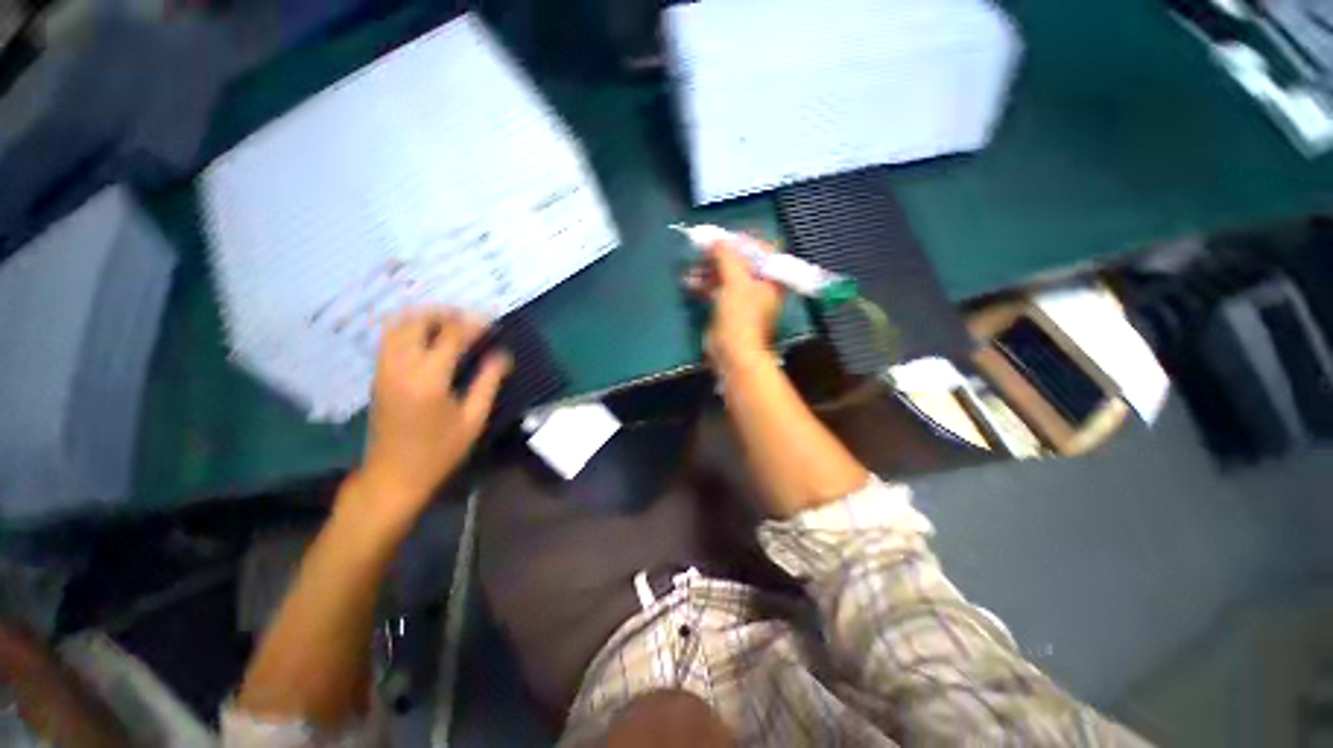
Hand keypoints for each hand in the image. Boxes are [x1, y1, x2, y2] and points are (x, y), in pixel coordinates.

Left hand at [356, 310, 511, 517]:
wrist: (394, 476)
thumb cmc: (440, 451)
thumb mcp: (473, 419)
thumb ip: (488, 382)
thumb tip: (502, 355)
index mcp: (429, 380)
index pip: (450, 335)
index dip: (473, 323)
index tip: (492, 322)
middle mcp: (401, 367)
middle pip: (416, 321)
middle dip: (444, 313)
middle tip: (469, 320)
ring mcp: (384, 369)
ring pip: (397, 325)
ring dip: (424, 317)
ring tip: (450, 325)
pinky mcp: (378, 375)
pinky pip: (390, 338)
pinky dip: (410, 329)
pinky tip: (430, 339)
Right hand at [685, 234, 784, 370]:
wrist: (733, 353)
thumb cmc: (741, 316)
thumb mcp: (735, 281)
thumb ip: (726, 256)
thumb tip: (715, 239)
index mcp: (771, 277)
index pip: (761, 249)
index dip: (742, 240)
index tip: (722, 237)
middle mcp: (759, 285)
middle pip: (741, 261)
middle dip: (720, 254)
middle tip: (702, 247)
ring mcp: (742, 297)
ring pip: (725, 275)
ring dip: (708, 269)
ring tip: (691, 266)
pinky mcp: (727, 309)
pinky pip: (716, 289)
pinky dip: (703, 284)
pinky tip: (688, 281)